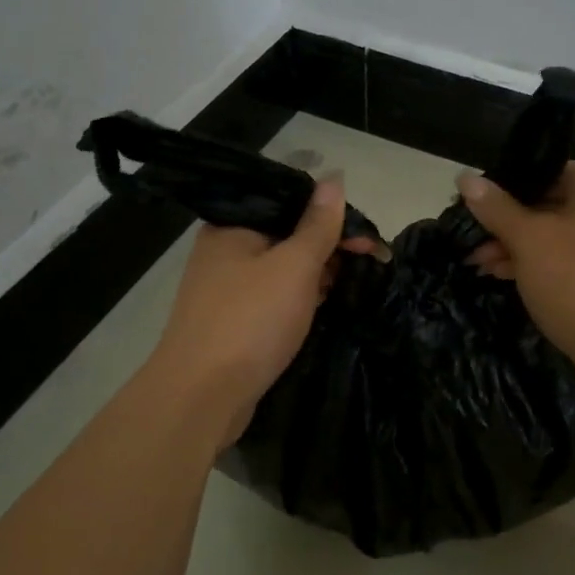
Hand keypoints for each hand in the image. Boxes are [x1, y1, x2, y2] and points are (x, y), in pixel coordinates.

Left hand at [151, 177, 378, 448]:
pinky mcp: (233, 321)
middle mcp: (225, 250)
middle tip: (372, 263)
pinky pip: (273, 297)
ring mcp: (226, 288)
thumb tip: (334, 178)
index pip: (289, 202)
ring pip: (281, 268)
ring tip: (355, 283)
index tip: (369, 240)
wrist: (202, 397)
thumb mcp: (294, 266)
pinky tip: (324, 304)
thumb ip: (317, 225)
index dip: (333, 215)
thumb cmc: (251, 321)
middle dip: (329, 246)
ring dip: (317, 272)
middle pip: (286, 234)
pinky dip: (299, 297)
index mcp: (233, 226)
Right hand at [459, 163, 574, 386]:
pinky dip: (544, 263)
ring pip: (561, 234)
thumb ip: (495, 207)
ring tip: (480, 264)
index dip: (505, 190)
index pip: (547, 172)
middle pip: (552, 204)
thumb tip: (464, 178)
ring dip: (520, 248)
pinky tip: (506, 275)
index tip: (474, 210)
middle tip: (472, 243)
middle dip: (508, 226)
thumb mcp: (528, 241)